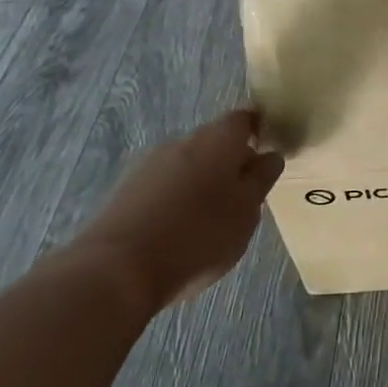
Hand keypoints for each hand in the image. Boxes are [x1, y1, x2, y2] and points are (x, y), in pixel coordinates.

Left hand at [70, 109, 284, 313]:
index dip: (257, 130)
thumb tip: (269, 156)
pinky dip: (177, 199)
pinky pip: (164, 185)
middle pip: (214, 141)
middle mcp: (183, 141)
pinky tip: (180, 230)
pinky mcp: (127, 189)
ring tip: (212, 219)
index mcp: (218, 140)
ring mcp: (150, 163)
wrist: (119, 267)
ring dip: (203, 182)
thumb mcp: (246, 211)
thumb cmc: (199, 235)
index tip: (266, 155)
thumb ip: (261, 179)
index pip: (244, 119)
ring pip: (188, 164)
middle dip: (230, 162)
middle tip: (244, 196)